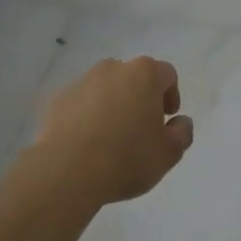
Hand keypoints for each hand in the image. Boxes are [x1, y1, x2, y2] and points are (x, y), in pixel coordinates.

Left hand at [31, 57, 194, 206]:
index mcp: (144, 74)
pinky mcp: (58, 99)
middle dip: (141, 98)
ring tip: (111, 138)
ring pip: (106, 89)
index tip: (166, 120)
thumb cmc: (126, 158)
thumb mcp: (168, 153)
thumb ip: (182, 133)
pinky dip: (88, 115)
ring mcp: (82, 82)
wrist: (66, 171)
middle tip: (141, 129)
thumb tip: (180, 122)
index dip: (171, 96)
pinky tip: (87, 143)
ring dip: (113, 105)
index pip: (166, 75)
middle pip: (134, 78)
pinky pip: (81, 103)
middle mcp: (112, 69)